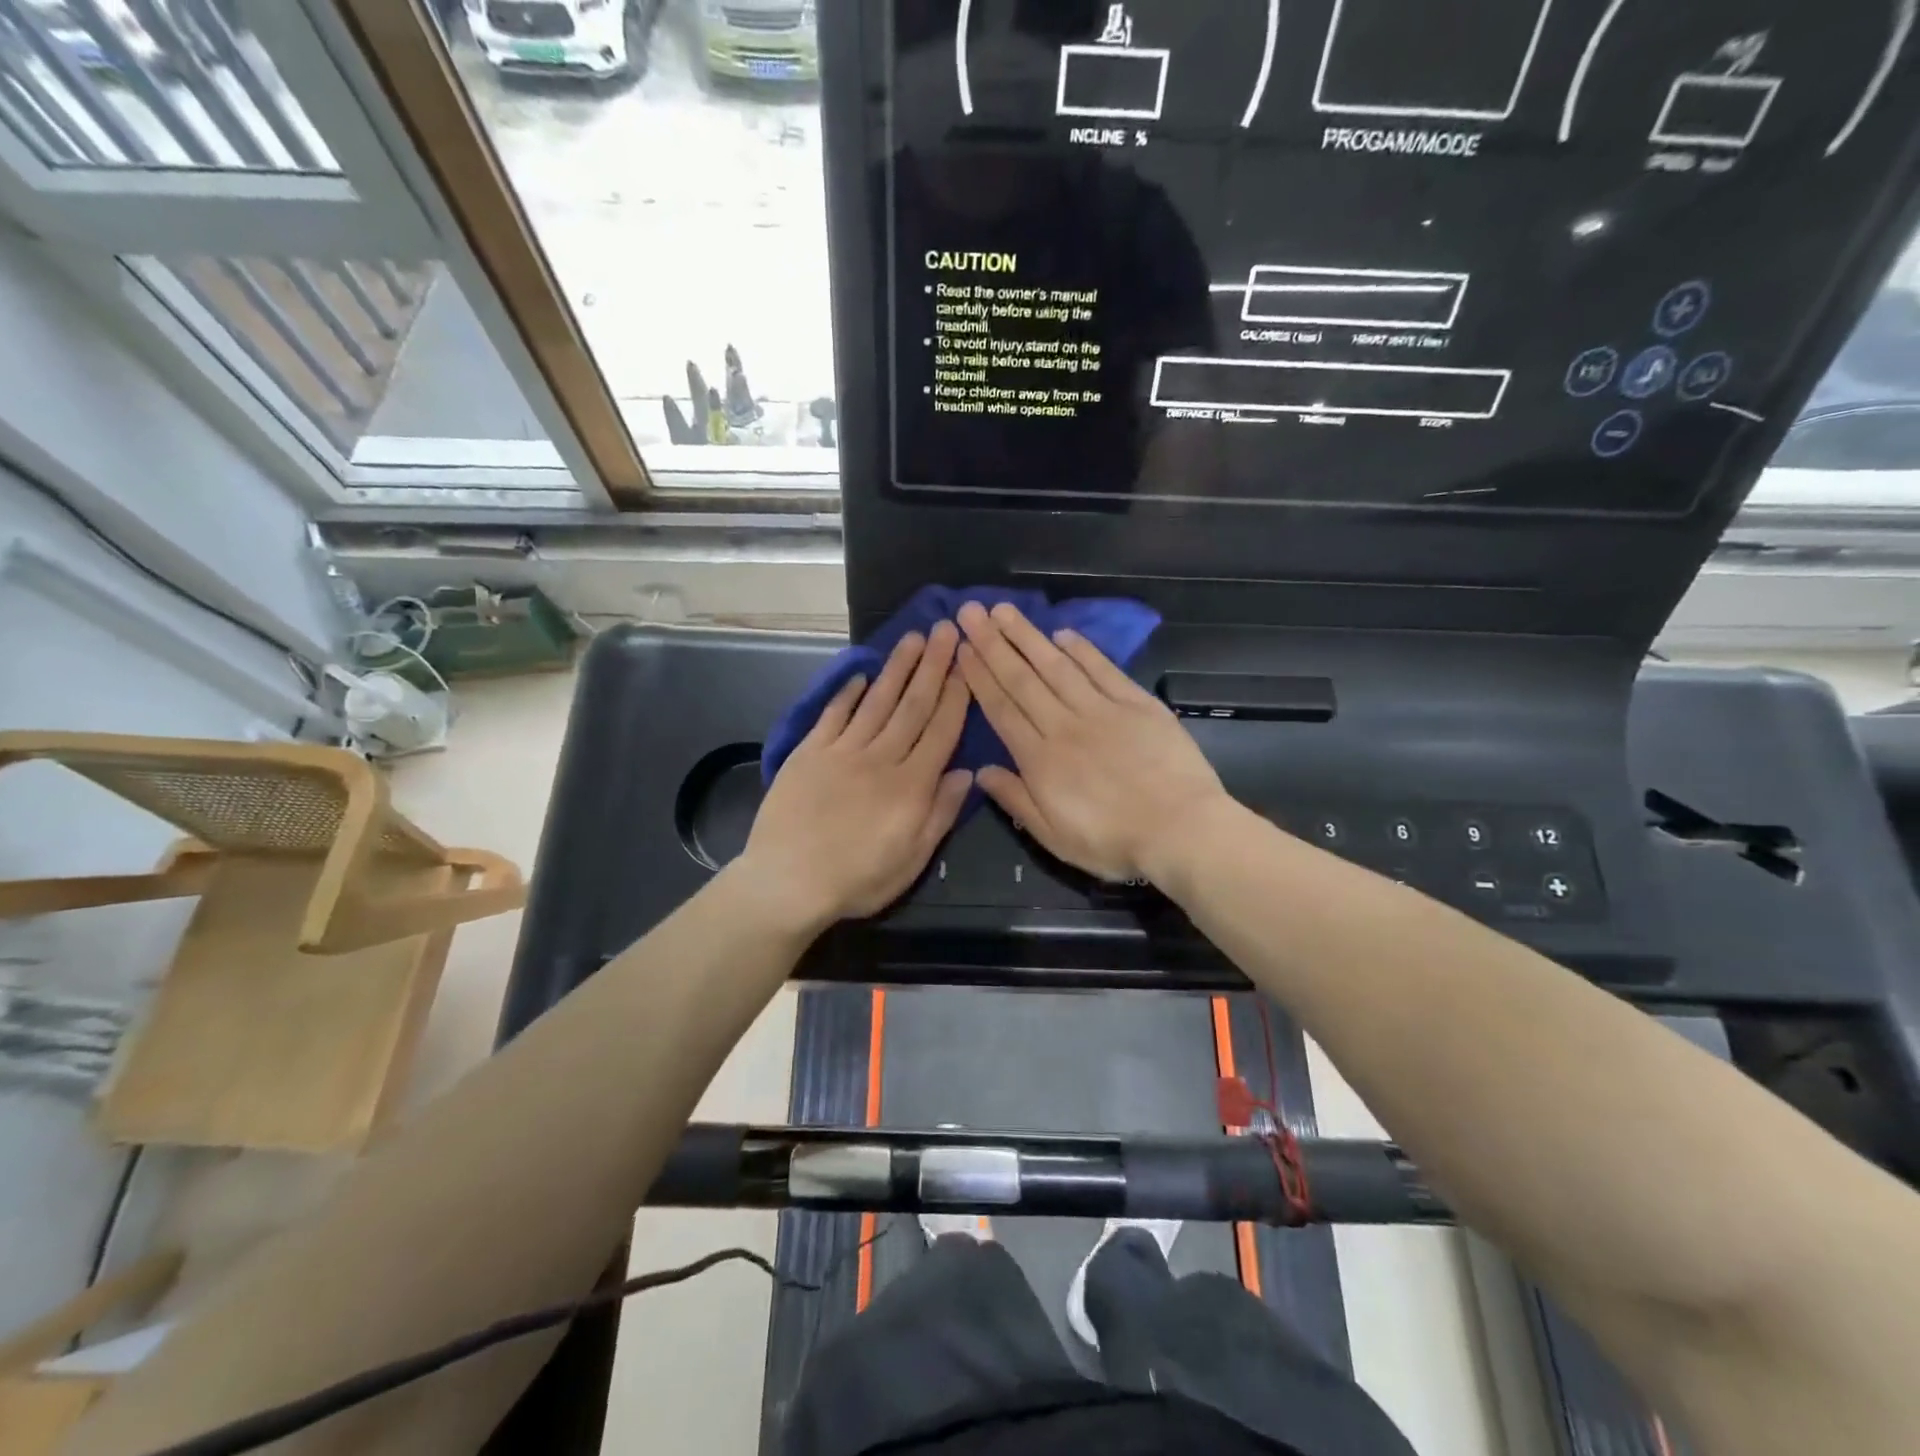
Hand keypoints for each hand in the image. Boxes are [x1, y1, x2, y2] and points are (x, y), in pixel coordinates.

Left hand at [742, 622, 972, 927]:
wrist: (786, 881)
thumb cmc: (857, 879)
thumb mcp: (911, 860)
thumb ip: (940, 814)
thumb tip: (965, 773)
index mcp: (910, 786)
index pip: (940, 731)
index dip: (956, 695)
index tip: (966, 663)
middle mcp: (880, 758)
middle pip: (912, 706)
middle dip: (932, 666)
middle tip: (945, 630)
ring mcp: (842, 751)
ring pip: (877, 702)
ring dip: (897, 667)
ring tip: (913, 637)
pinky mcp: (809, 752)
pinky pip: (833, 715)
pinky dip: (848, 692)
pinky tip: (861, 674)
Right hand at [955, 602, 1228, 884]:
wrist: (1181, 829)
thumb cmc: (1113, 841)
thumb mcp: (1054, 837)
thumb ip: (1016, 800)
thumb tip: (981, 771)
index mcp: (1040, 759)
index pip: (1002, 709)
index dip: (980, 676)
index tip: (962, 648)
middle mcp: (1064, 725)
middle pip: (1023, 679)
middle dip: (993, 644)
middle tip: (971, 612)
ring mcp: (1102, 710)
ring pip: (1057, 666)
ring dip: (1029, 636)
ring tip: (1004, 611)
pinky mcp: (1137, 704)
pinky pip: (1103, 670)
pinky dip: (1082, 650)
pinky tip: (1062, 633)